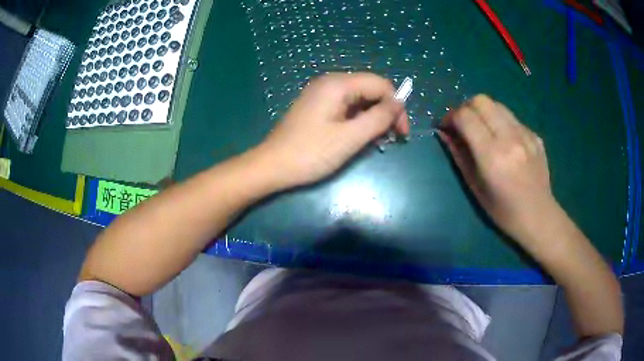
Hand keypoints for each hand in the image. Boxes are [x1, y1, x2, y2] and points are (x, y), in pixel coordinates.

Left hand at [255, 73, 408, 188]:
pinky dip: (358, 120)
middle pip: (370, 90)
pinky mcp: (317, 106)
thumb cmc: (310, 153)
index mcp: (338, 84)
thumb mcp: (350, 137)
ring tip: (376, 142)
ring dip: (373, 118)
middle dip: (385, 113)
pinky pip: (346, 107)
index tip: (401, 133)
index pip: (381, 85)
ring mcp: (322, 94)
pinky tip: (359, 137)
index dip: (396, 107)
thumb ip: (379, 118)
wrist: (272, 166)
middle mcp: (330, 82)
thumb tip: (399, 103)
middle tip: (390, 139)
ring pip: (359, 99)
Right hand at [438, 94, 556, 244]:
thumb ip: (459, 155)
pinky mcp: (534, 135)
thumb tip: (444, 133)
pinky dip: (501, 123)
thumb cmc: (503, 210)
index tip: (446, 127)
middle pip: (481, 100)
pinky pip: (512, 118)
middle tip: (463, 124)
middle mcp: (510, 138)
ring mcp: (525, 134)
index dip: (450, 117)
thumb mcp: (475, 187)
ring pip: (497, 104)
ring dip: (483, 112)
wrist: (538, 216)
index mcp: (492, 155)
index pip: (465, 116)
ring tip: (482, 130)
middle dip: (466, 108)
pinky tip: (504, 141)